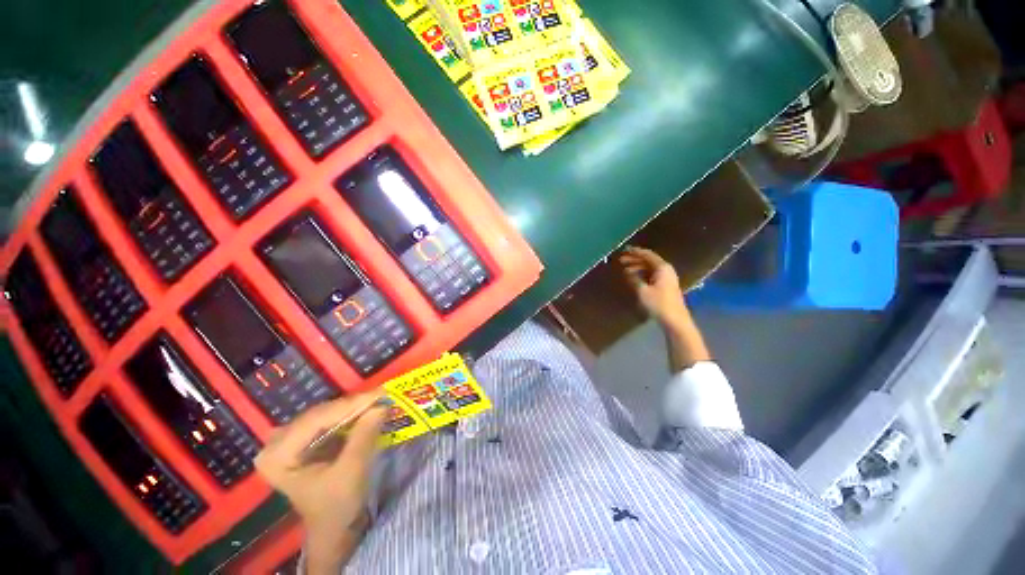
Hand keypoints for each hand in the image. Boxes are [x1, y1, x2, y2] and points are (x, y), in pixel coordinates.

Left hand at [254, 392, 386, 539]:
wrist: (334, 527)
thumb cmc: (337, 505)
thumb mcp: (352, 471)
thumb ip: (363, 436)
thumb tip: (381, 405)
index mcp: (276, 456)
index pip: (316, 420)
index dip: (350, 405)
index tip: (379, 394)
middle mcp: (276, 444)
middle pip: (318, 414)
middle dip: (352, 406)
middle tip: (380, 396)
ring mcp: (287, 442)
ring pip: (324, 414)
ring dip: (351, 409)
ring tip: (376, 401)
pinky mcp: (301, 442)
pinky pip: (326, 420)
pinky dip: (347, 416)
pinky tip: (364, 411)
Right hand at [619, 246, 689, 328]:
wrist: (675, 319)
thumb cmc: (658, 303)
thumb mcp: (642, 291)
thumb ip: (634, 279)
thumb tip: (627, 272)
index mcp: (662, 268)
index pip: (647, 255)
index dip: (635, 252)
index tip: (624, 250)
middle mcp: (666, 270)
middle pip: (649, 261)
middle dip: (634, 260)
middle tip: (621, 260)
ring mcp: (667, 278)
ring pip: (650, 268)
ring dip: (637, 267)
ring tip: (625, 270)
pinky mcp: (665, 286)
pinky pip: (652, 275)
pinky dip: (642, 274)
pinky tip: (634, 278)